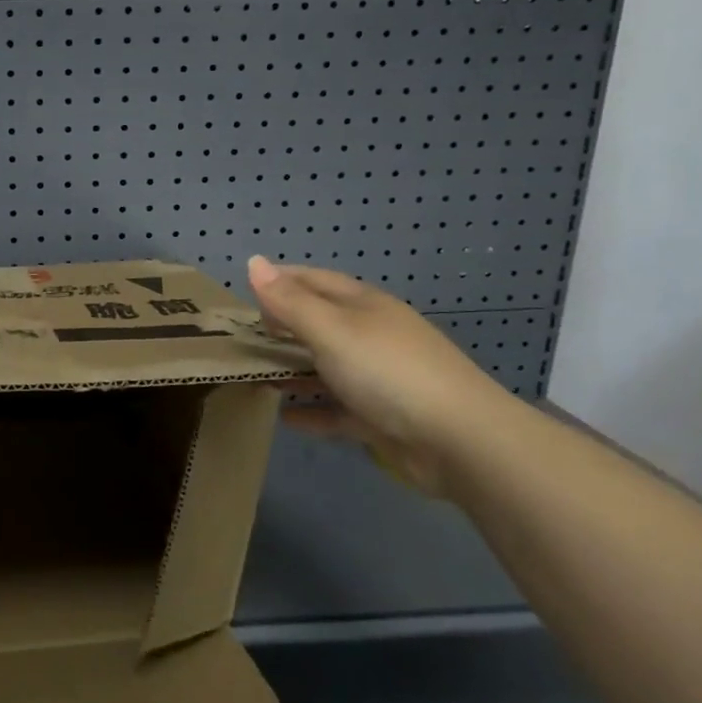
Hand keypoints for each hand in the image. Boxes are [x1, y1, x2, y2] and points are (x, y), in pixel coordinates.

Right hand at [247, 255, 517, 499]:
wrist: (459, 440)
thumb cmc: (387, 371)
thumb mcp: (331, 330)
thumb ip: (290, 301)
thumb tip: (253, 262)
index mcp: (363, 306)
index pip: (314, 281)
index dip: (280, 281)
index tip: (245, 291)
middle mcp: (371, 335)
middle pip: (319, 323)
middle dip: (282, 326)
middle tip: (242, 336)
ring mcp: (378, 377)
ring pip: (326, 367)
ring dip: (293, 370)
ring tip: (255, 375)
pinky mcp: (381, 417)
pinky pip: (338, 409)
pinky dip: (312, 411)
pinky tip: (284, 418)